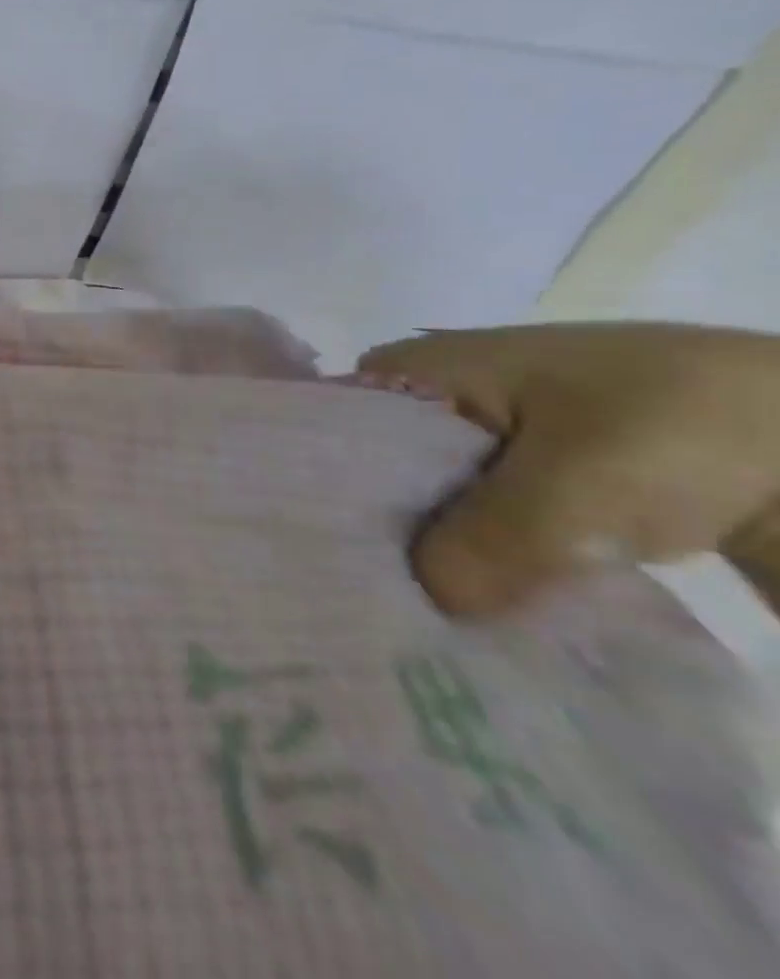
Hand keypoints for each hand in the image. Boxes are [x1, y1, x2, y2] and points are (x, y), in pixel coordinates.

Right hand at [359, 323, 779, 617]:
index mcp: (413, 369)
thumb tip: (429, 603)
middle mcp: (431, 400)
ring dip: (432, 558)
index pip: (331, 428)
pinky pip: (480, 526)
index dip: (318, 487)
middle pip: (374, 472)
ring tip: (406, 623)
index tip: (314, 552)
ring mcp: (484, 441)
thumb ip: (493, 539)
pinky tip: (471, 615)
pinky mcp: (532, 483)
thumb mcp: (583, 482)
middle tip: (360, 604)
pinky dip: (480, 567)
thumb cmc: (679, 424)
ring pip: (428, 504)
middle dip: (374, 534)